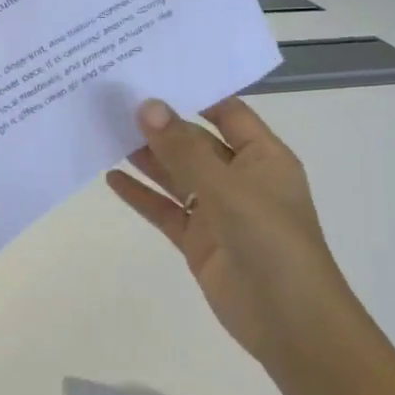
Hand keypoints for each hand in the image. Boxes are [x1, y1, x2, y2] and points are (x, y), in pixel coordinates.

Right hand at [106, 96, 356, 364]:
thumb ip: (183, 149)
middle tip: (112, 100)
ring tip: (104, 131)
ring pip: (175, 175)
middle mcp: (240, 179)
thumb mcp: (227, 189)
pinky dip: (140, 195)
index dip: (192, 92)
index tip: (150, 72)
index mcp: (263, 158)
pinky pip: (164, 209)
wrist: (289, 323)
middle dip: (159, 124)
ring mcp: (217, 211)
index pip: (226, 112)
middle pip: (194, 142)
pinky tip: (111, 178)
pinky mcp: (198, 240)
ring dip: (145, 157)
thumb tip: (146, 105)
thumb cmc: (270, 243)